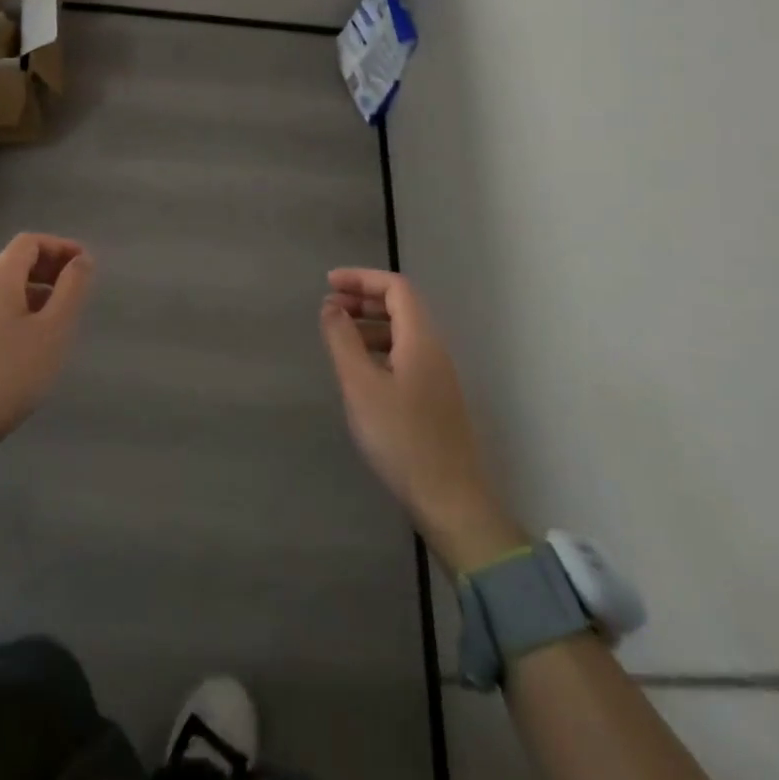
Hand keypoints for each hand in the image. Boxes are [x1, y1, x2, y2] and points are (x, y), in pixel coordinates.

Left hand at [0, 234, 94, 491]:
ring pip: (5, 291)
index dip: (61, 246)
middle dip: (50, 269)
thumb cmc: (7, 374)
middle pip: (15, 264)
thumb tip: (82, 260)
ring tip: (60, 321)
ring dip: (36, 294)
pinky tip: (30, 347)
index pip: (30, 242)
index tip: (86, 265)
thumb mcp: (52, 332)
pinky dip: (19, 314)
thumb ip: (71, 290)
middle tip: (78, 291)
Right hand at [319, 268, 525, 572]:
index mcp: (420, 339)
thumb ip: (342, 340)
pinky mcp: (435, 399)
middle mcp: (434, 350)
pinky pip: (405, 356)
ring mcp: (437, 376)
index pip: (395, 287)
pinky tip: (360, 372)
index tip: (328, 284)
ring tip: (339, 339)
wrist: (450, 501)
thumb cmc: (401, 438)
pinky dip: (379, 349)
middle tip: (329, 308)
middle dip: (363, 299)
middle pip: (401, 306)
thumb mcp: (360, 385)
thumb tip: (330, 306)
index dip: (361, 278)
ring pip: (403, 333)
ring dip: (370, 325)